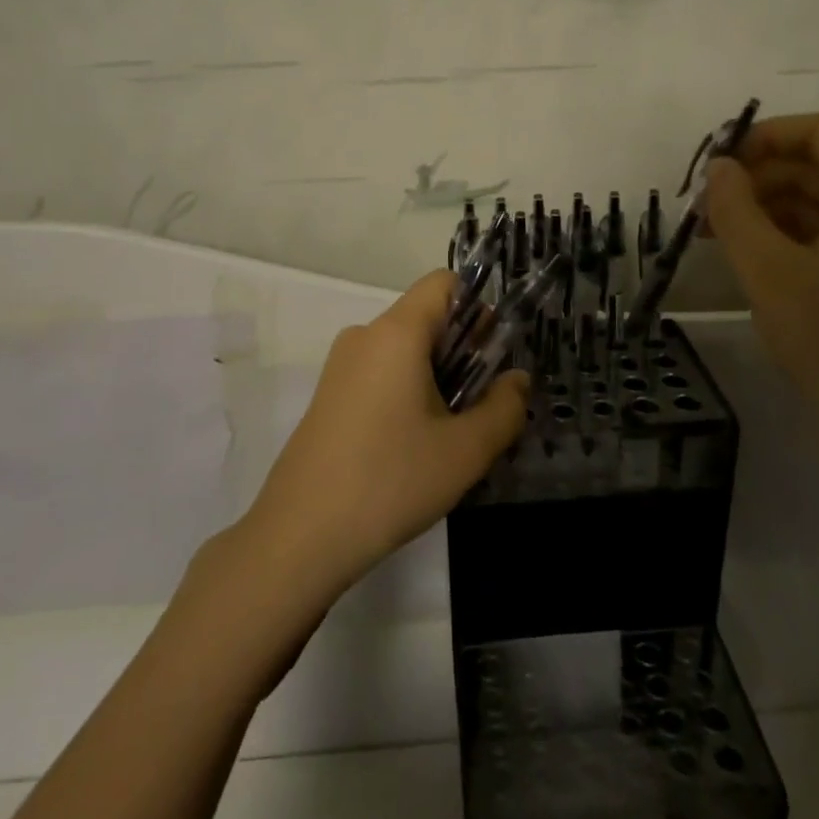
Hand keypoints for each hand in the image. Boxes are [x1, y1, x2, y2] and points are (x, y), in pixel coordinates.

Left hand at [243, 271, 529, 598]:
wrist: (300, 536)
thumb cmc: (391, 481)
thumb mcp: (466, 450)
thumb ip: (505, 408)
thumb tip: (518, 380)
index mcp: (396, 333)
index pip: (443, 283)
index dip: (477, 307)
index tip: (494, 353)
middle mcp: (364, 336)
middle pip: (425, 318)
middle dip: (463, 349)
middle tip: (484, 401)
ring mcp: (340, 366)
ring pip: (403, 350)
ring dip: (437, 375)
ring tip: (454, 431)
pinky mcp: (328, 396)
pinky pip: (380, 374)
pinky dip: (407, 391)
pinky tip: (416, 444)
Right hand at [704, 113, 818, 470]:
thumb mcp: (768, 272)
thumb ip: (735, 210)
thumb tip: (719, 168)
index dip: (763, 138)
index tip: (717, 164)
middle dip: (761, 179)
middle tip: (707, 208)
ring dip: (774, 208)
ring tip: (719, 234)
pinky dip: (797, 235)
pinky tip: (756, 257)